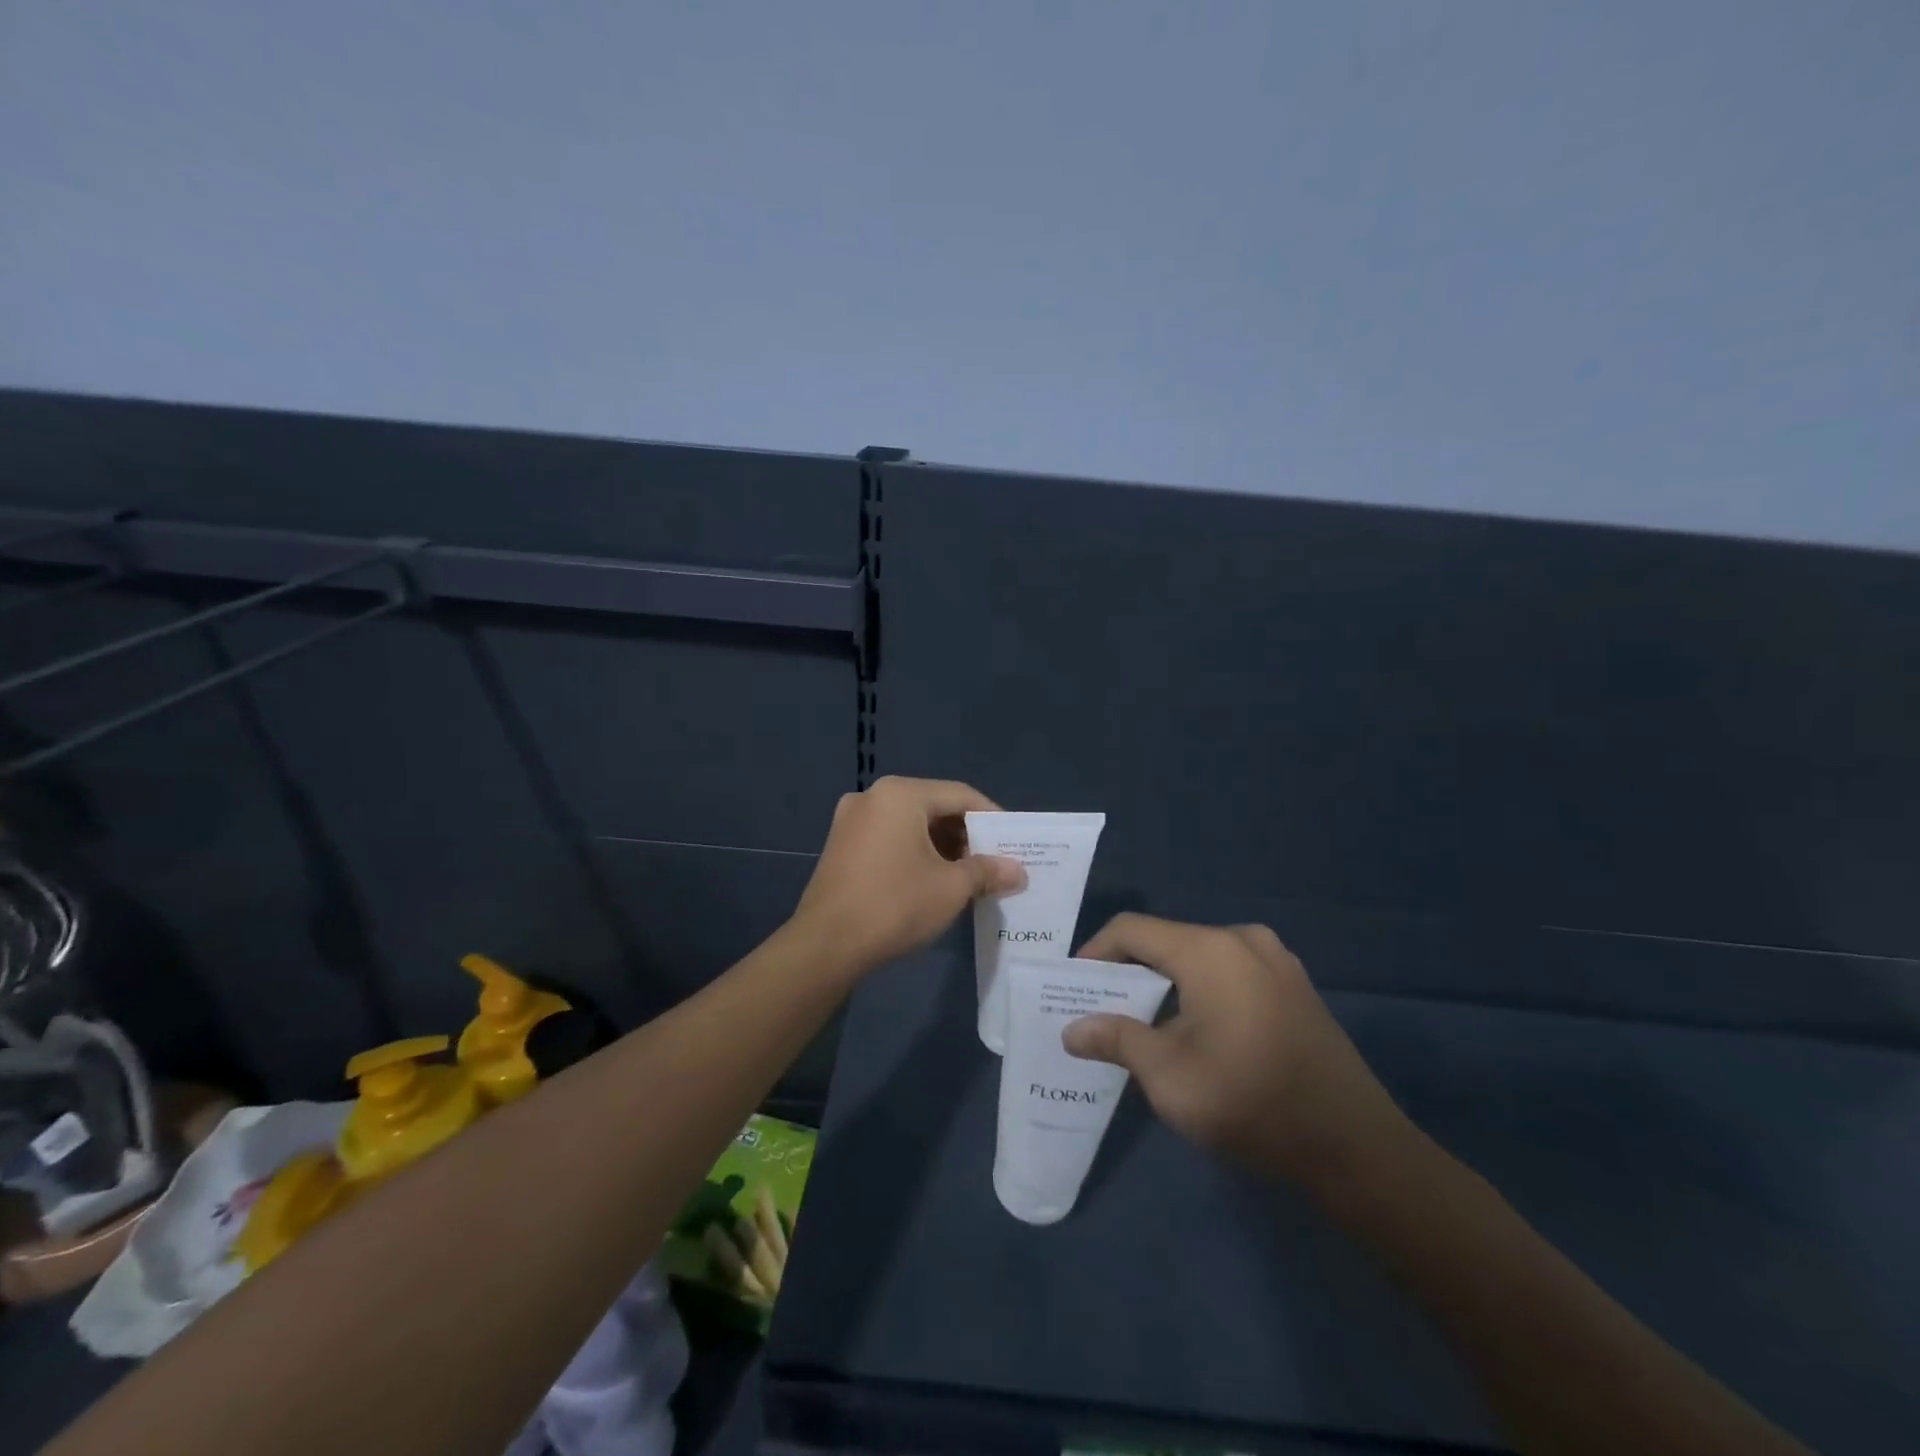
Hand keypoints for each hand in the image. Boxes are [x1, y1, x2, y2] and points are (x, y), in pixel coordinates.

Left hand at [790, 776, 1025, 975]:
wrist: (826, 945)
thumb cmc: (895, 905)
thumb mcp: (951, 888)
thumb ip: (987, 871)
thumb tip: (1018, 870)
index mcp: (900, 794)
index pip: (960, 795)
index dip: (991, 817)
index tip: (1013, 842)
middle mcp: (873, 796)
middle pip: (933, 806)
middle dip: (965, 834)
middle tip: (993, 861)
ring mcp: (851, 820)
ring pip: (910, 823)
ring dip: (941, 845)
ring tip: (967, 874)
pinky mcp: (840, 845)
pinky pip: (888, 837)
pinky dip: (914, 851)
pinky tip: (931, 879)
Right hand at [1063, 913, 1408, 1189]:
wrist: (1357, 1147)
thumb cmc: (1252, 1104)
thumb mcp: (1170, 1077)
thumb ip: (1117, 1040)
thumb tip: (1072, 1029)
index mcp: (1210, 951)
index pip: (1132, 930)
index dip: (1096, 952)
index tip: (1074, 987)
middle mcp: (1243, 940)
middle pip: (1167, 940)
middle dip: (1129, 971)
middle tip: (1103, 1009)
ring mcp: (1276, 960)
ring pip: (1199, 957)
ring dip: (1166, 982)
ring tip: (1144, 1023)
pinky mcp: (1294, 985)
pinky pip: (1230, 971)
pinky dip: (1200, 989)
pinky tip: (1195, 1030)